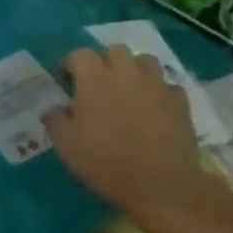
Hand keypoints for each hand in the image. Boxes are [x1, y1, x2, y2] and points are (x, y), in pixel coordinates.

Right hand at [44, 45, 201, 214]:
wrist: (158, 182)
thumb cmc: (104, 161)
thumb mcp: (65, 145)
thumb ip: (54, 120)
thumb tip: (54, 108)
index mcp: (94, 79)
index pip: (79, 54)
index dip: (70, 64)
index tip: (65, 81)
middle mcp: (126, 73)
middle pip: (115, 50)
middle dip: (104, 62)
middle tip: (98, 84)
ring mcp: (156, 85)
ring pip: (145, 61)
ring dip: (134, 70)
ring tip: (128, 90)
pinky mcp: (179, 101)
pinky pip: (168, 86)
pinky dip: (158, 92)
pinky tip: (154, 109)